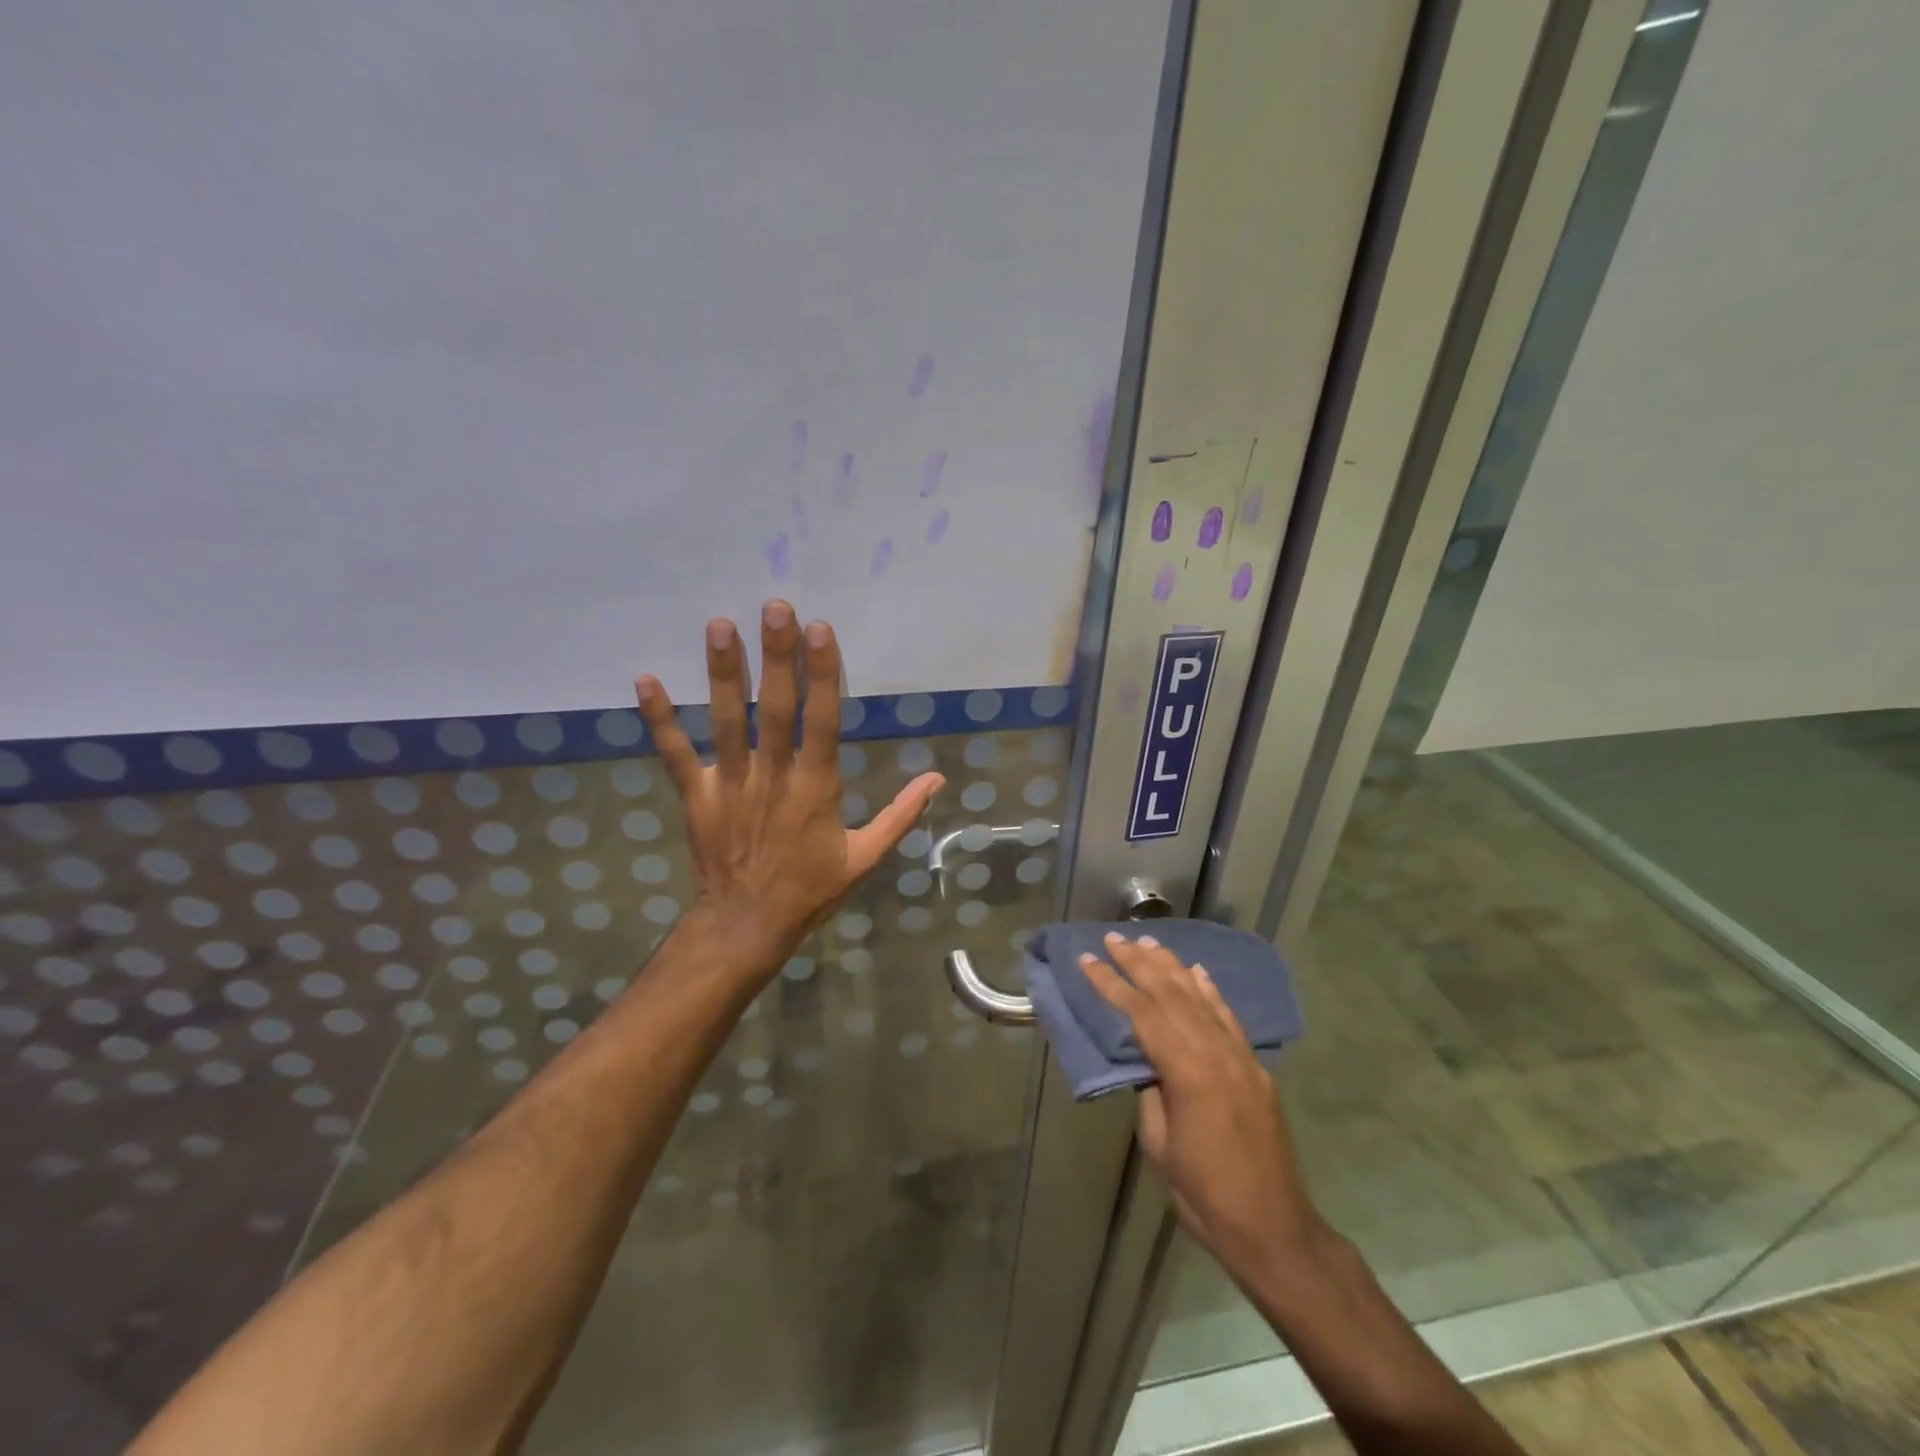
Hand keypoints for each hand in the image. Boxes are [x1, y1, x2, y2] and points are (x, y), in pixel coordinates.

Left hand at [635, 601, 944, 976]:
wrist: (747, 926)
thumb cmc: (811, 890)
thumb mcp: (866, 858)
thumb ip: (900, 815)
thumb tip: (936, 779)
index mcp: (817, 787)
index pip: (823, 720)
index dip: (823, 674)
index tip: (820, 630)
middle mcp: (773, 777)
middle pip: (776, 708)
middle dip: (777, 656)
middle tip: (774, 607)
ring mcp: (732, 784)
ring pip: (727, 721)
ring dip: (722, 673)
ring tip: (719, 626)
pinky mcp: (698, 796)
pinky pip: (676, 754)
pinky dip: (660, 719)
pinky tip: (645, 679)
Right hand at [1081, 933, 1328, 1286]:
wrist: (1274, 1229)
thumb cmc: (1204, 1195)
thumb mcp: (1160, 1144)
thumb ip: (1151, 1091)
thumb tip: (1147, 1062)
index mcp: (1187, 1071)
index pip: (1142, 1012)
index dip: (1112, 984)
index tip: (1088, 960)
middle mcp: (1216, 1052)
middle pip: (1172, 994)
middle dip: (1139, 963)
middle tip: (1114, 938)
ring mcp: (1241, 1057)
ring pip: (1201, 998)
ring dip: (1173, 967)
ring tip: (1149, 943)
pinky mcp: (1256, 1068)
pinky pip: (1229, 1018)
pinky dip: (1211, 991)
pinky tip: (1198, 973)